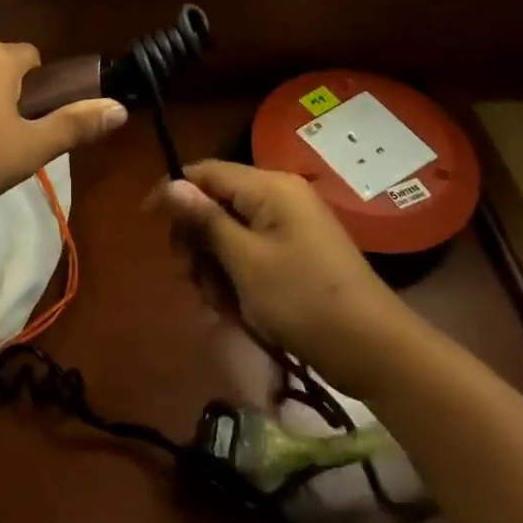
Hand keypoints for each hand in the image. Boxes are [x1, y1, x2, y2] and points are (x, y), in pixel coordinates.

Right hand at [153, 161, 409, 373]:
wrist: (375, 351)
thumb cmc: (304, 300)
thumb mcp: (245, 261)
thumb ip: (206, 220)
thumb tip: (170, 183)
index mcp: (270, 188)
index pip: (206, 171)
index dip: (174, 193)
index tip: (147, 223)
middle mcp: (280, 196)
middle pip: (216, 203)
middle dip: (196, 240)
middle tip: (191, 278)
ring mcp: (290, 225)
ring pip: (229, 232)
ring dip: (214, 265)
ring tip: (218, 302)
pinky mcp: (296, 251)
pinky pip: (251, 251)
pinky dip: (237, 276)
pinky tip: (236, 308)